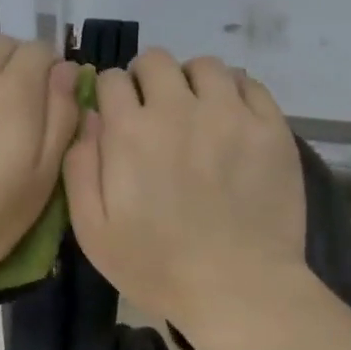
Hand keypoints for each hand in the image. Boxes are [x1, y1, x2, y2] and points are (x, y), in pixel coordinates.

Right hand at [63, 49, 308, 336]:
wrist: (239, 289)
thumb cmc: (158, 267)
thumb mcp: (93, 230)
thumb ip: (80, 167)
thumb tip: (89, 117)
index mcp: (131, 132)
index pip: (112, 79)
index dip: (111, 93)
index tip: (118, 113)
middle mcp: (179, 109)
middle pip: (157, 61)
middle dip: (147, 79)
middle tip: (155, 111)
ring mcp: (230, 114)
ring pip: (205, 66)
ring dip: (192, 81)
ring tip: (197, 110)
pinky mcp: (270, 127)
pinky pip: (250, 84)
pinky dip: (234, 92)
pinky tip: (231, 118)